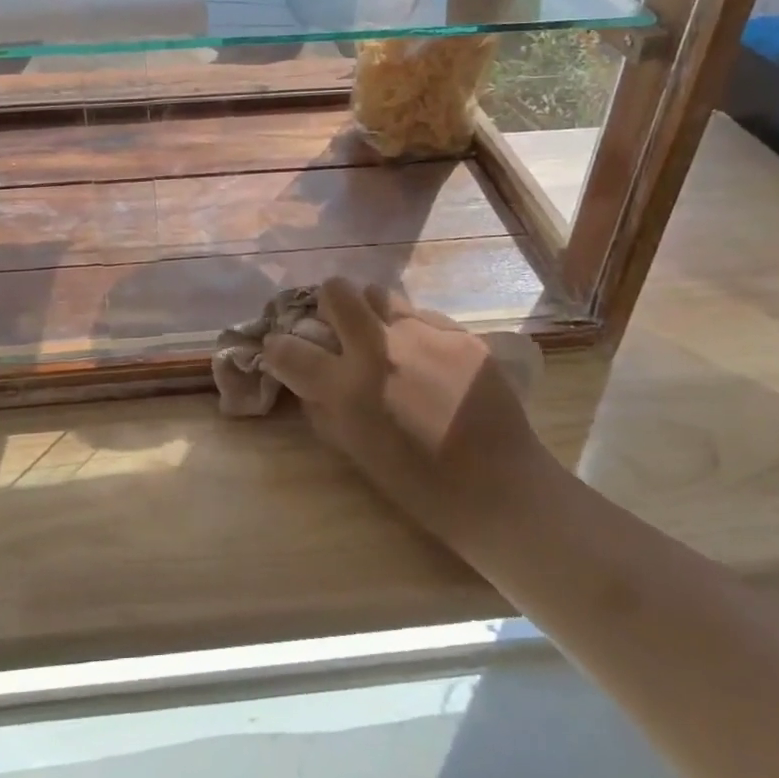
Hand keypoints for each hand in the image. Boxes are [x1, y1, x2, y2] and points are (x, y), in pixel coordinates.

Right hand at [263, 279, 569, 573]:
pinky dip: (414, 332)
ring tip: (387, 340)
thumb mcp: (356, 452)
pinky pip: (422, 316)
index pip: (287, 347)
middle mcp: (379, 349)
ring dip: (372, 313)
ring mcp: (423, 334)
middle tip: (341, 332)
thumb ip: (325, 408)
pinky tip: (431, 361)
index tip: (285, 353)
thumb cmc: (421, 485)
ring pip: (379, 293)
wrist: (501, 487)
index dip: (278, 348)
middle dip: (330, 307)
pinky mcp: (458, 332)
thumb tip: (308, 379)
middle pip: (335, 291)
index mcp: (348, 388)